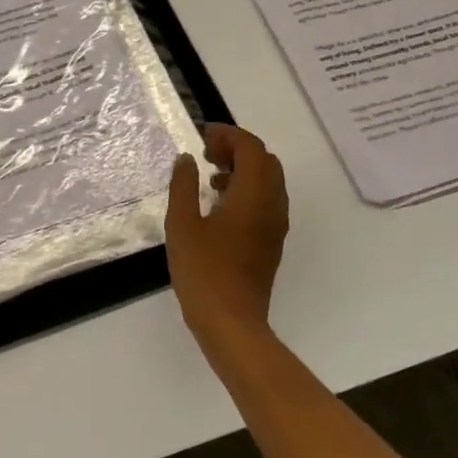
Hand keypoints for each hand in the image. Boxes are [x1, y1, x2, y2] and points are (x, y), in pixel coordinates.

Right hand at [166, 124, 289, 350]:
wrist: (231, 323)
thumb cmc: (203, 271)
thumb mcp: (182, 224)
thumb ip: (184, 186)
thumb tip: (187, 159)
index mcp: (253, 196)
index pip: (251, 148)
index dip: (229, 135)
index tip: (202, 136)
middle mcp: (272, 206)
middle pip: (265, 161)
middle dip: (238, 149)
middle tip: (207, 153)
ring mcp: (275, 226)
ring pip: (269, 181)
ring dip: (243, 169)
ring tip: (209, 176)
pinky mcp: (271, 242)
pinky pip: (266, 201)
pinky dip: (247, 189)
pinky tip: (219, 204)